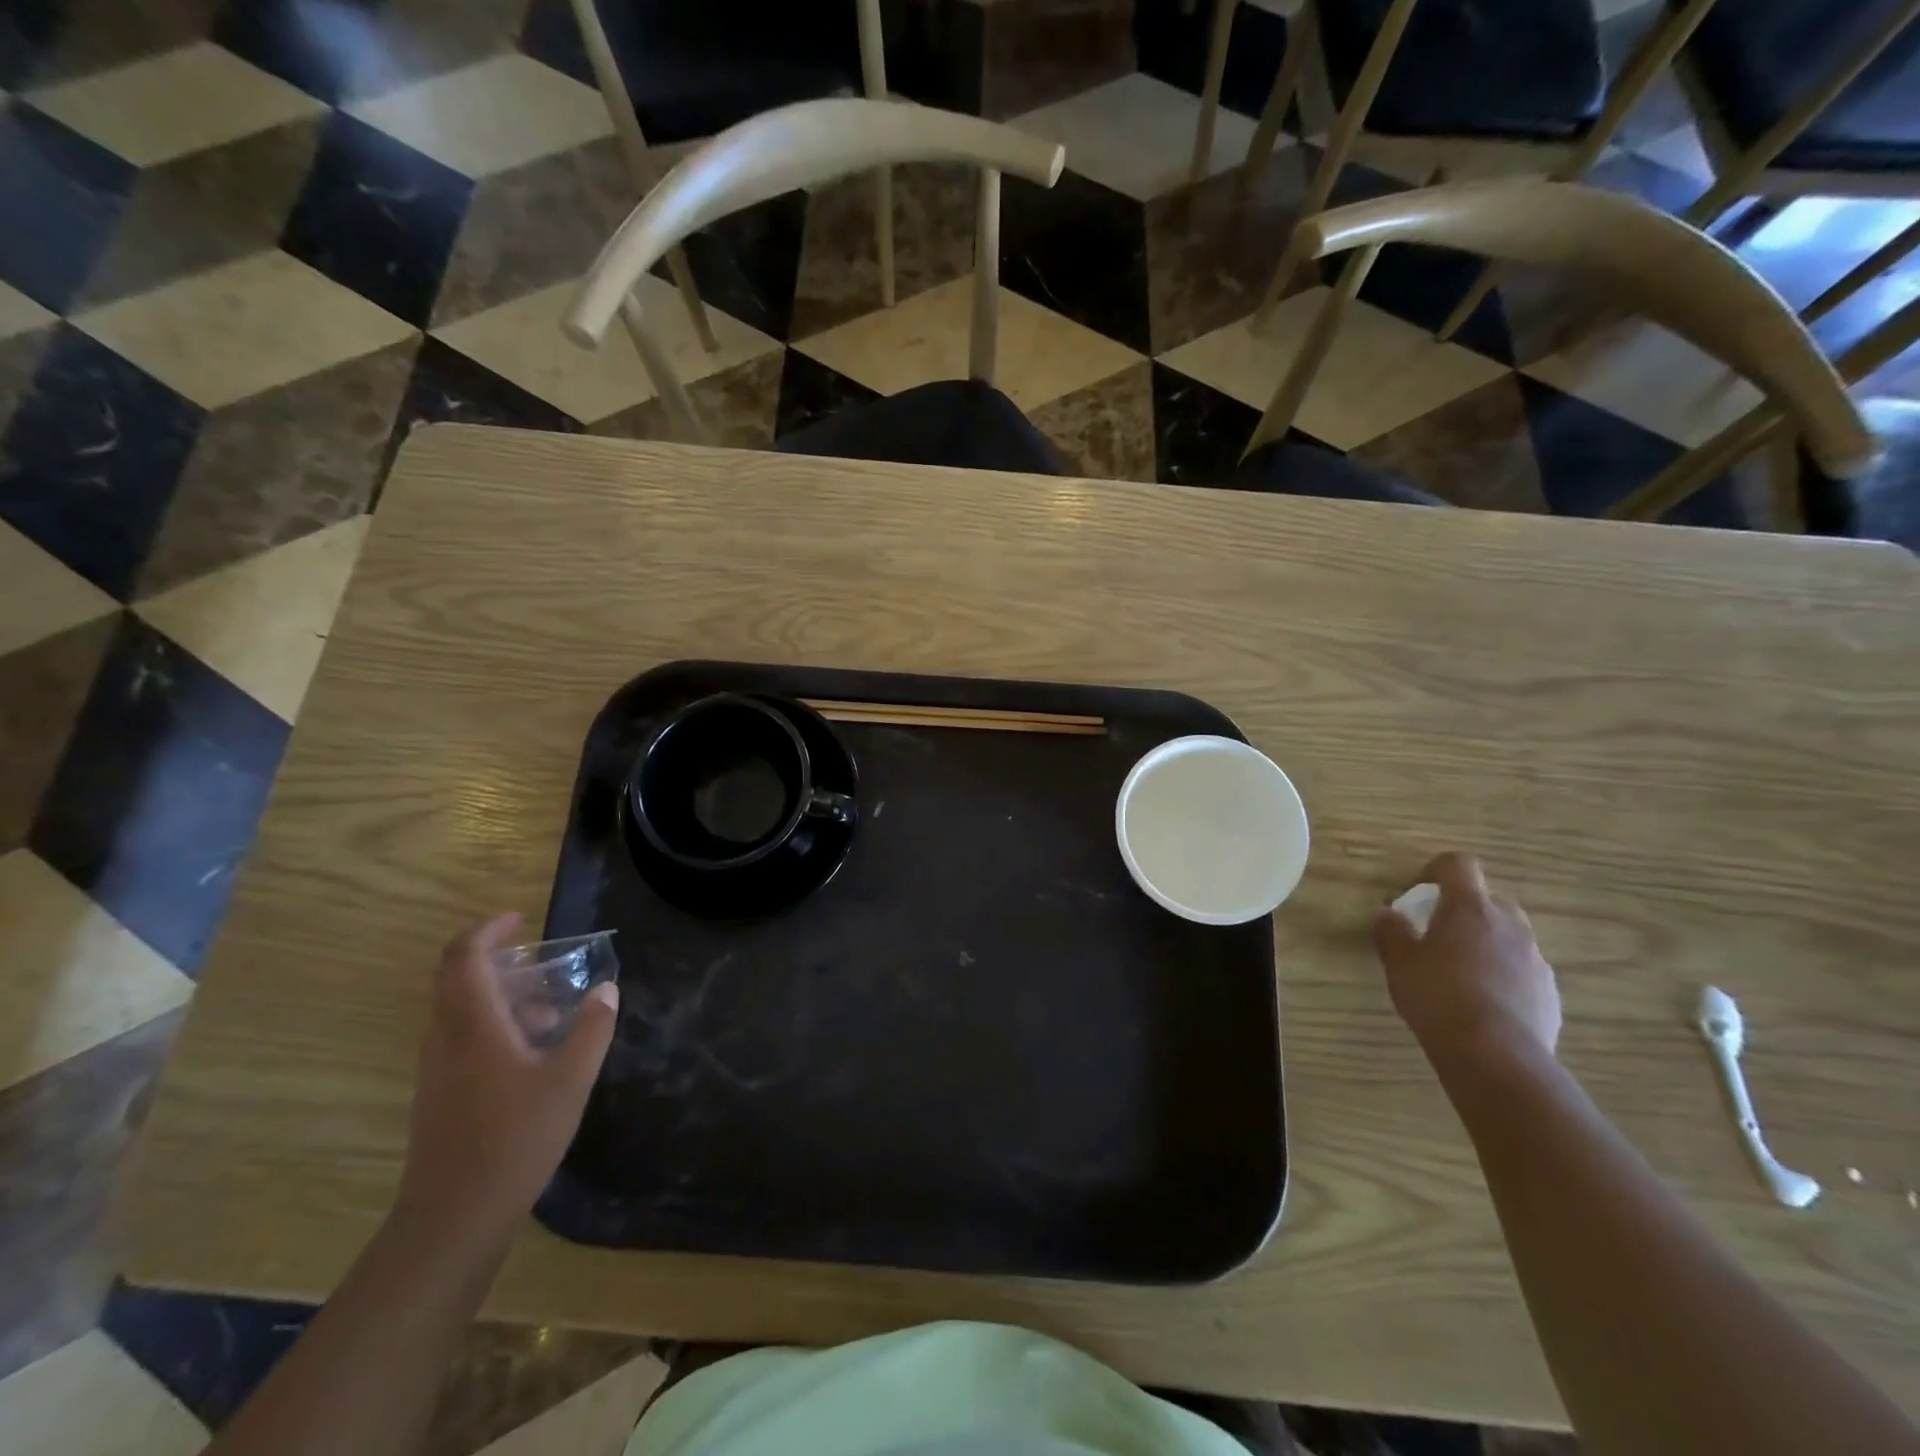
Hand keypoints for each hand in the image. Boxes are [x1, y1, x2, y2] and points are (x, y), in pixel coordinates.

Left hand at [394, 913, 617, 1253]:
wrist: (455, 1217)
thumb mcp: (571, 1079)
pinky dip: (494, 1026)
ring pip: (460, 1012)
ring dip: (502, 998)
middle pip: (456, 980)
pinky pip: (461, 1039)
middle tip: (542, 963)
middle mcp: (446, 1039)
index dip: (487, 930)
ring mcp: (436, 1070)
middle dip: (497, 961)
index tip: (519, 920)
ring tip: (552, 1013)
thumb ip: (592, 1028)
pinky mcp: (438, 1096)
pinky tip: (532, 1055)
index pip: (464, 958)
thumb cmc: (516, 1138)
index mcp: (474, 1026)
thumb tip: (605, 990)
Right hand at [1373, 852, 1560, 1079]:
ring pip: (1509, 936)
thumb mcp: (1399, 962)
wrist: (1495, 1054)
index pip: (1459, 864)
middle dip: (1465, 910)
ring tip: (1461, 973)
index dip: (1438, 868)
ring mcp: (1535, 959)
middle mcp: (1509, 924)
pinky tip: (1483, 1003)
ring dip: (1486, 943)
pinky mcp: (1549, 992)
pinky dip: (1504, 975)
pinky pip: (1523, 970)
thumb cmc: (1438, 995)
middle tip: (1439, 934)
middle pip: (1489, 900)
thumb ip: (1391, 932)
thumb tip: (1389, 914)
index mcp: (1470, 908)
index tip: (1421, 887)